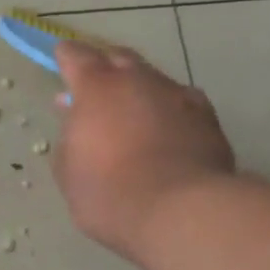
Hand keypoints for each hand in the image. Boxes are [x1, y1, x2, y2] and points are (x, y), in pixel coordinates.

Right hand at [53, 41, 235, 260]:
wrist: (180, 212)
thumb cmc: (108, 192)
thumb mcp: (68, 170)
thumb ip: (69, 136)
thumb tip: (76, 118)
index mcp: (97, 88)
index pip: (76, 56)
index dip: (66, 56)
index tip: (61, 57)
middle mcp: (139, 81)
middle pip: (119, 58)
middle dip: (105, 67)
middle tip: (95, 85)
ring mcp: (178, 96)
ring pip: (153, 80)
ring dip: (139, 90)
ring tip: (132, 113)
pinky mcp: (208, 118)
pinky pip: (181, 103)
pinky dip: (168, 110)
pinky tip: (165, 129)